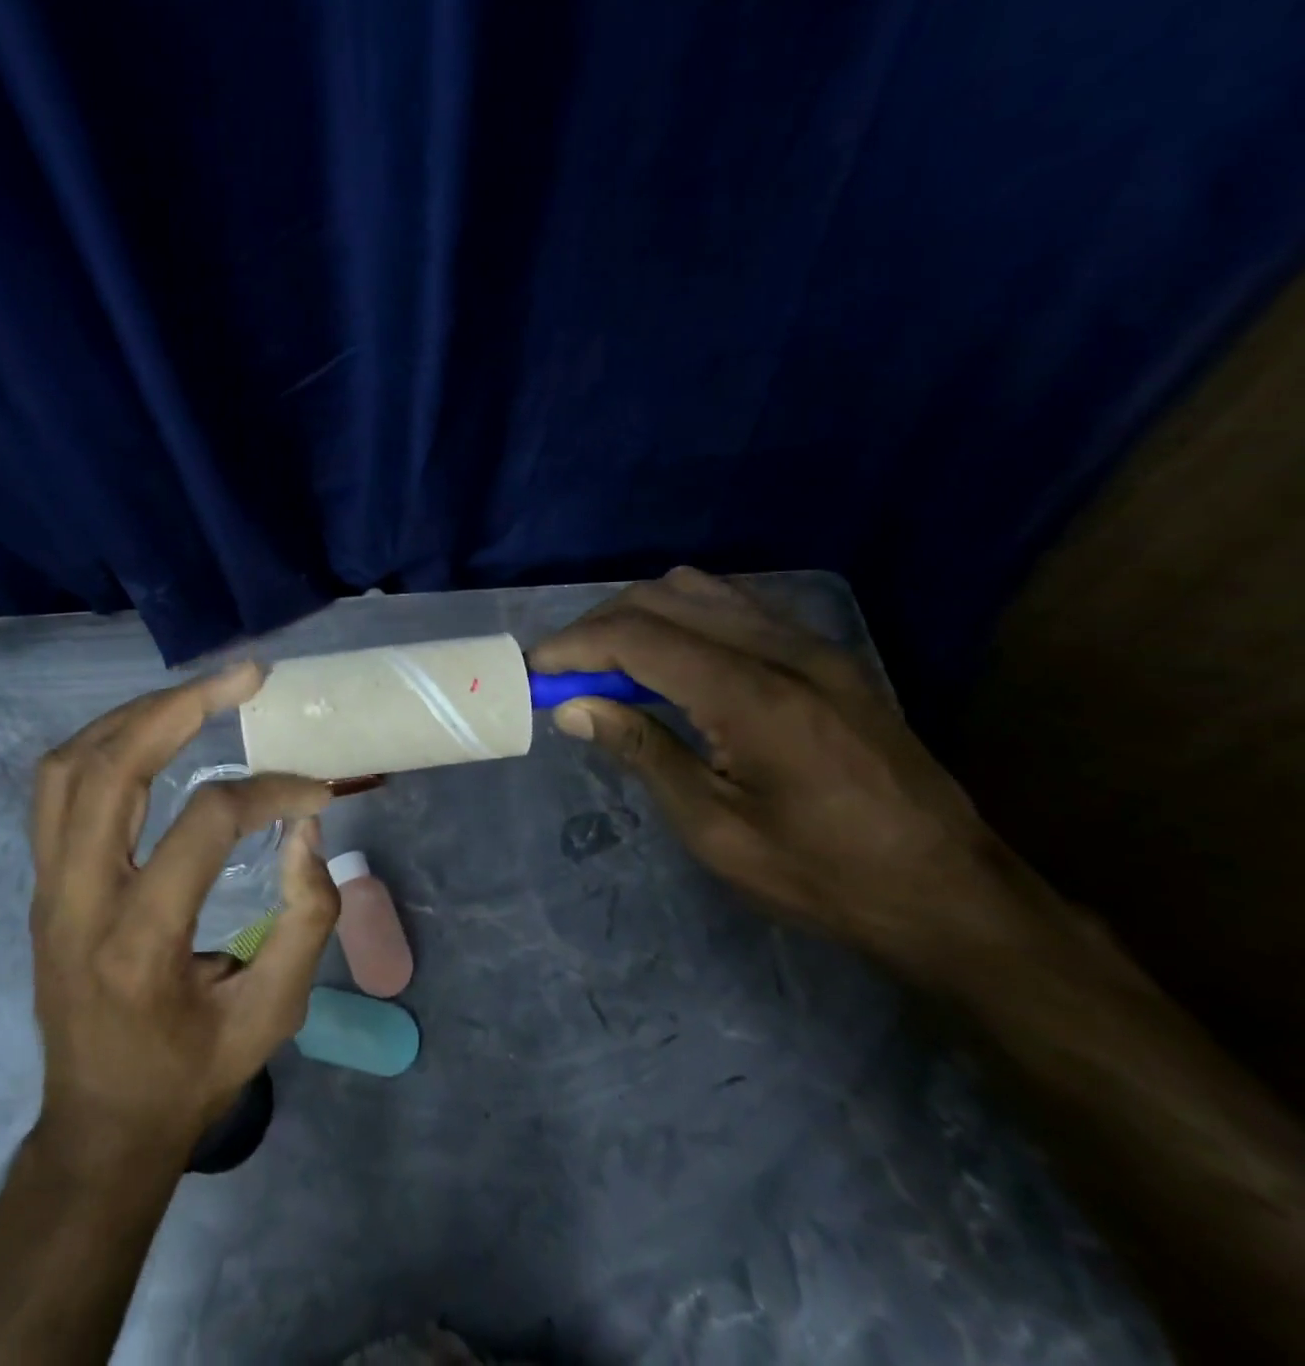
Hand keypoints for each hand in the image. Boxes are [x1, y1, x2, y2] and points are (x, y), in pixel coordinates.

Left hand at [28, 662, 340, 1166]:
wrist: (99, 1126)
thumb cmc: (191, 1075)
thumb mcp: (272, 1014)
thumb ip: (305, 918)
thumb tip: (303, 828)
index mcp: (139, 943)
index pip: (204, 823)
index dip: (269, 791)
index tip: (315, 789)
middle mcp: (78, 901)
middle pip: (111, 769)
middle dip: (181, 707)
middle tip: (243, 676)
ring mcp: (48, 887)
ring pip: (69, 766)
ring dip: (136, 715)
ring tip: (197, 695)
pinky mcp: (42, 882)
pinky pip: (57, 787)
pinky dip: (105, 743)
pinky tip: (149, 733)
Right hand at [529, 568, 1030, 981]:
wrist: (952, 894)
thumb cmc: (824, 877)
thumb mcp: (716, 830)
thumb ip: (642, 752)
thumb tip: (573, 708)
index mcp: (753, 697)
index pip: (638, 637)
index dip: (574, 646)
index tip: (533, 670)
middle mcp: (784, 650)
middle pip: (663, 599)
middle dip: (598, 627)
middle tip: (563, 673)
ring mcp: (813, 645)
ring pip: (700, 592)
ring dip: (640, 617)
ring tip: (608, 666)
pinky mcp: (827, 655)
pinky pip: (736, 607)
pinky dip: (684, 619)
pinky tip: (670, 662)